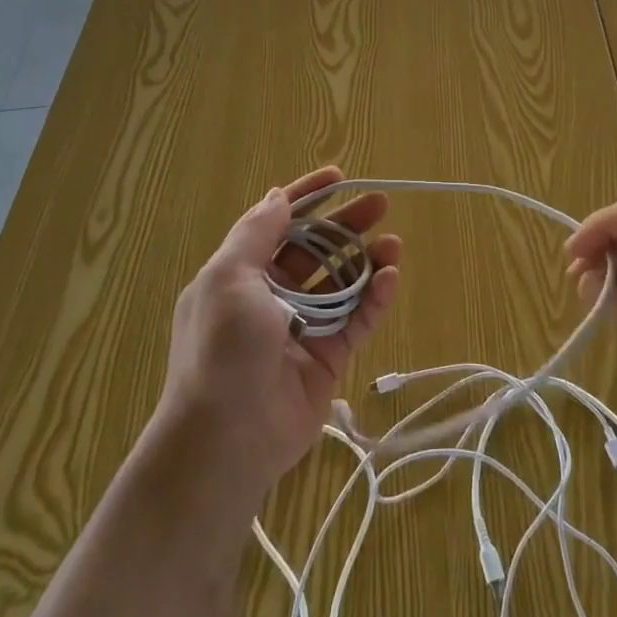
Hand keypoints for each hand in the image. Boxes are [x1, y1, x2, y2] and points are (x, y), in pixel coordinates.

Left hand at [152, 167, 399, 493]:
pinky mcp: (327, 358)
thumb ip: (256, 233)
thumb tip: (277, 196)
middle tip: (380, 204)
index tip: (339, 177)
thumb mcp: (228, 279)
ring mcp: (301, 328)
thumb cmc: (223, 349)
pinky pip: (355, 319)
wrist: (227, 439)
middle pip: (315, 249)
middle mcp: (270, 296)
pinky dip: (374, 297)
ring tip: (393, 243)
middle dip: (345, 224)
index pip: (277, 222)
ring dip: (366, 259)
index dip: (307, 196)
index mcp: (240, 273)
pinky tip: (391, 276)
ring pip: (340, 283)